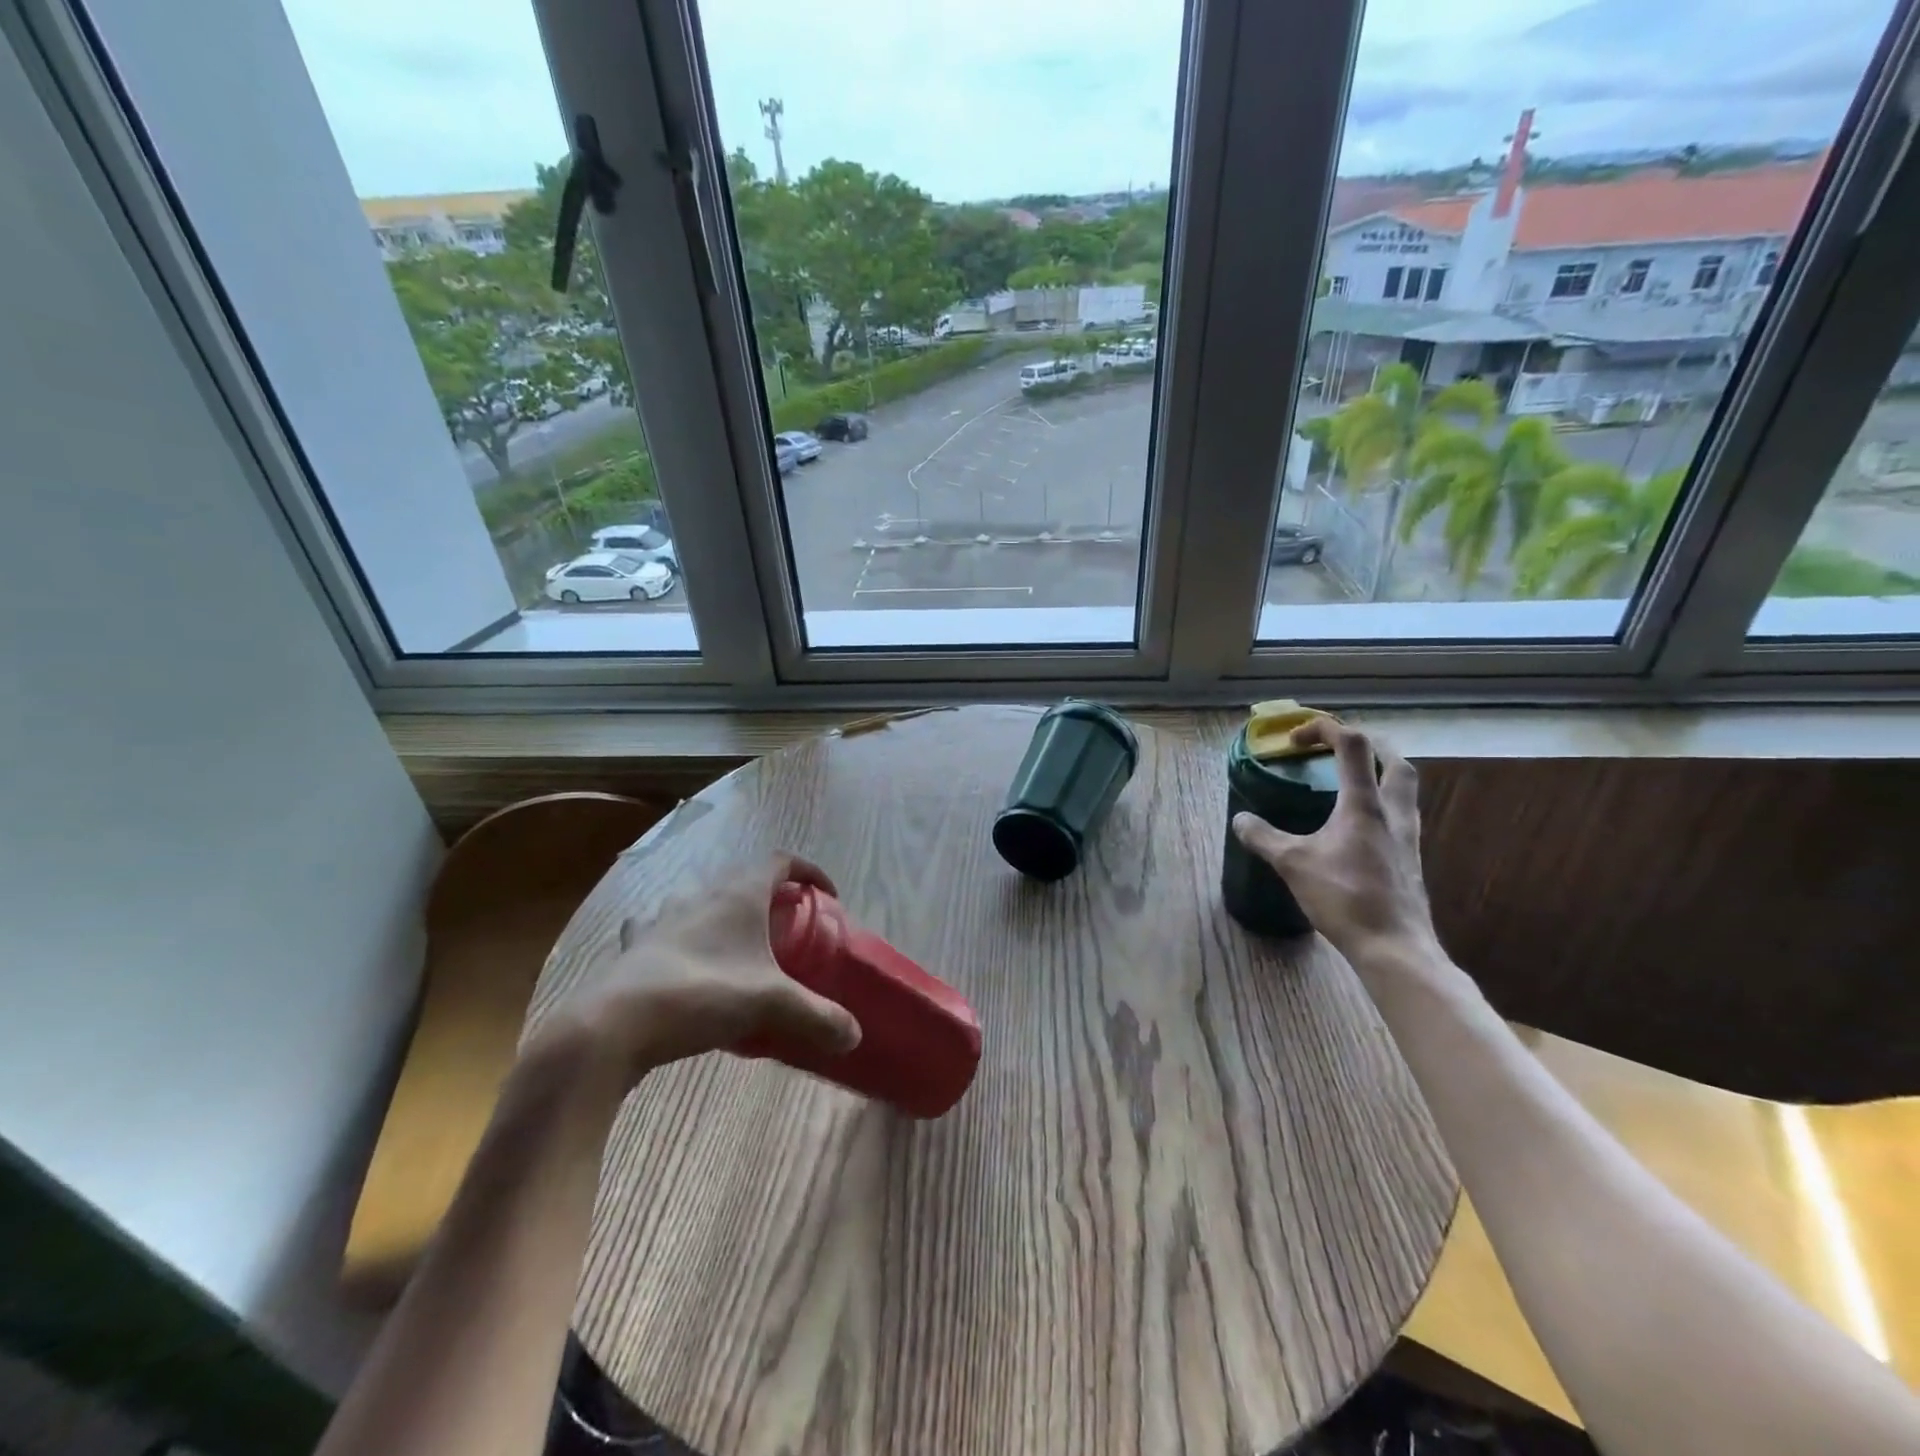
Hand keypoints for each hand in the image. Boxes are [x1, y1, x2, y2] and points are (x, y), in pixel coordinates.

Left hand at [537, 853, 861, 1088]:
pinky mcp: (632, 945)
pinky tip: (677, 957)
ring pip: (698, 898)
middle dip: (767, 895)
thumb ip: (818, 1017)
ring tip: (732, 941)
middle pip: (741, 878)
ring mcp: (661, 917)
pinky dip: (673, 933)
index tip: (825, 896)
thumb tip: (854, 1035)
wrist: (614, 1024)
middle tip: (783, 926)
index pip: (780, 861)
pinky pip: (657, 926)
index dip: (808, 871)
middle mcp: (700, 895)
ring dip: (718, 910)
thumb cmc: (703, 994)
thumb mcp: (772, 1005)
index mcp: (739, 895)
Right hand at [1231, 719, 1441, 972]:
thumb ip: (1263, 837)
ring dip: (1381, 775)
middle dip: (1370, 746)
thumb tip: (1240, 819)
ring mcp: (1408, 838)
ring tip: (1350, 783)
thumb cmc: (1344, 898)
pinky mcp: (1410, 861)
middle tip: (1340, 749)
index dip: (1324, 728)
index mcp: (1364, 805)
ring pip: (1404, 791)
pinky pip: (1400, 818)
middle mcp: (1393, 813)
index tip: (1295, 739)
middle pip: (1396, 762)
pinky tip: (1358, 828)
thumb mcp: (1292, 864)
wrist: (1394, 947)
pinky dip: (1381, 807)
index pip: (1352, 745)